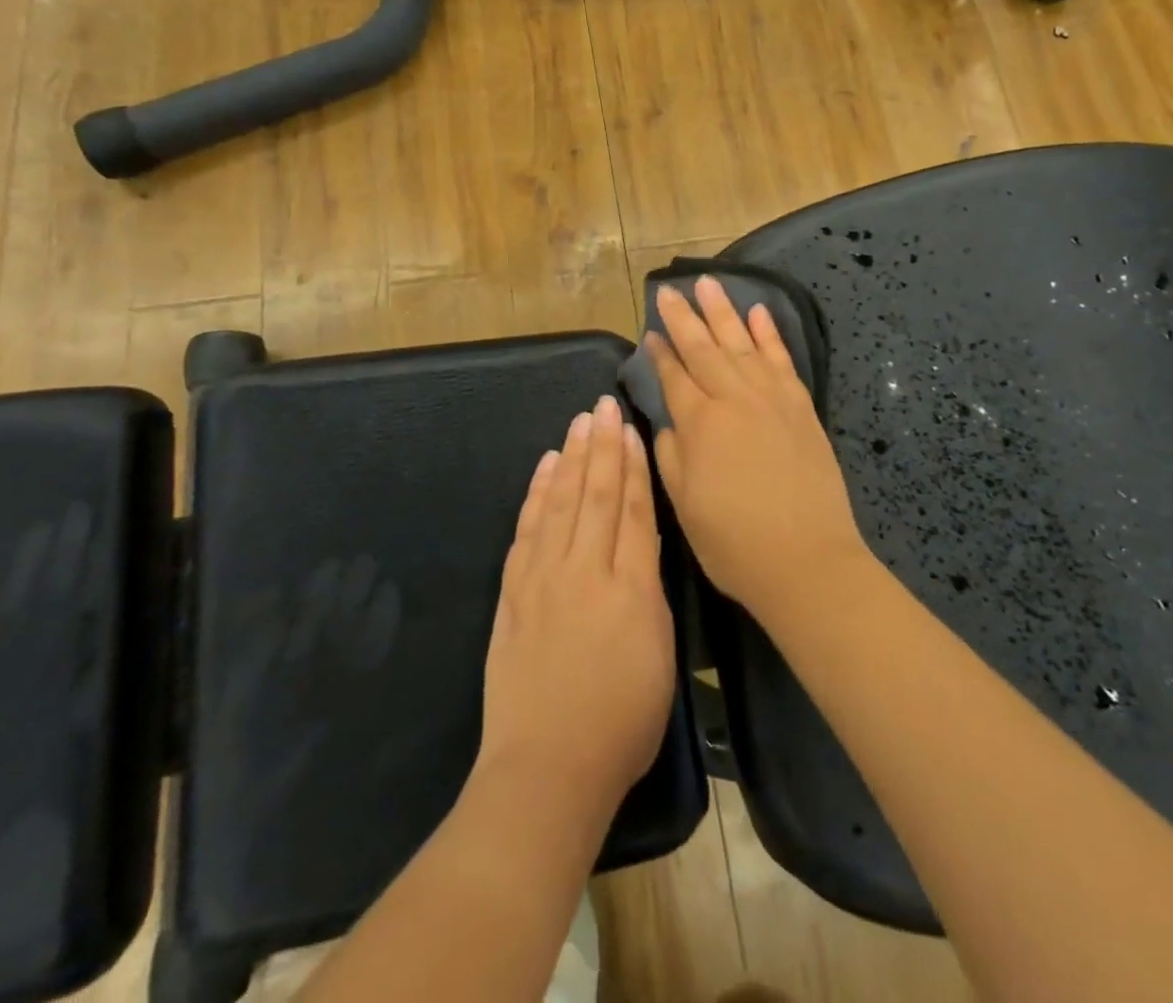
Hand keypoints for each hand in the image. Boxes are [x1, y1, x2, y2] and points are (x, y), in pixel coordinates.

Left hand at [476, 396, 676, 826]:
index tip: (631, 427)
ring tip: (578, 423)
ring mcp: (542, 579)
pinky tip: (544, 469)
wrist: (547, 767)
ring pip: (560, 502)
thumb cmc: (621, 720)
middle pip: (595, 494)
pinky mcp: (513, 593)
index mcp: (629, 587)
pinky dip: (536, 494)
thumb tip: (642, 539)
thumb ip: (649, 588)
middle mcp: (583, 570)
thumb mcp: (659, 652)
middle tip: (602, 404)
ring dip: (570, 458)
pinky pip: (526, 530)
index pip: (632, 510)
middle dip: (601, 446)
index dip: (632, 465)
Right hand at [647, 277, 872, 620]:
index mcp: (700, 424)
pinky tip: (759, 313)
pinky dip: (769, 335)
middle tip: (669, 290)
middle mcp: (734, 400)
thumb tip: (669, 422)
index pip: (674, 376)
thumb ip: (670, 456)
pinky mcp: (801, 407)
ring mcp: (772, 399)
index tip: (650, 332)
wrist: (807, 561)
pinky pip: (781, 360)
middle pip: (704, 349)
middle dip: (684, 318)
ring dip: (724, 312)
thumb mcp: (684, 506)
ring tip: (709, 284)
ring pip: (742, 344)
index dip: (660, 353)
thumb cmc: (735, 542)